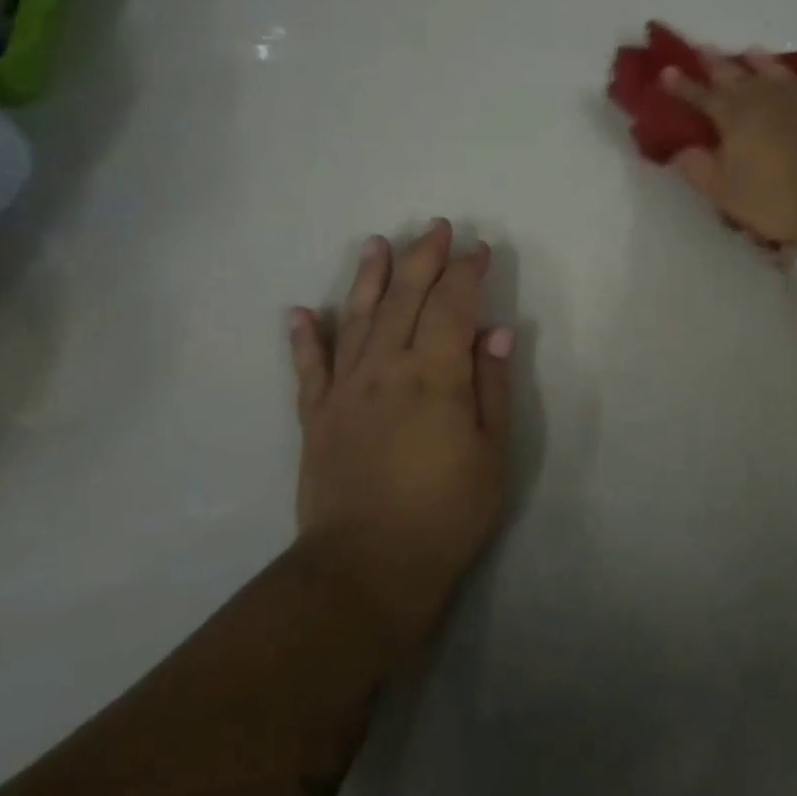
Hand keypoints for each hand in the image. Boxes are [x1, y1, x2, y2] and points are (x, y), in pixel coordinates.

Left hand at [288, 220, 512, 655]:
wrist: (368, 568)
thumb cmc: (446, 514)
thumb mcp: (491, 454)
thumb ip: (491, 386)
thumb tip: (496, 330)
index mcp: (435, 376)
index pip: (453, 306)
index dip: (467, 272)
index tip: (479, 249)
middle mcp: (386, 369)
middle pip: (405, 299)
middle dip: (423, 258)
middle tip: (436, 227)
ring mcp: (345, 390)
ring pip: (356, 319)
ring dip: (367, 277)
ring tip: (376, 244)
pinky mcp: (316, 416)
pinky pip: (309, 367)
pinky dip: (305, 337)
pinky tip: (300, 312)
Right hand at [661, 48, 796, 255]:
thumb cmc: (783, 199)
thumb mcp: (727, 193)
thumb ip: (700, 170)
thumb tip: (681, 150)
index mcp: (736, 116)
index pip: (701, 96)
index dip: (682, 86)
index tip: (665, 72)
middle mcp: (770, 96)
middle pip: (737, 75)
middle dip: (717, 64)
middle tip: (703, 49)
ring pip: (781, 71)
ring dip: (764, 62)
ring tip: (752, 51)